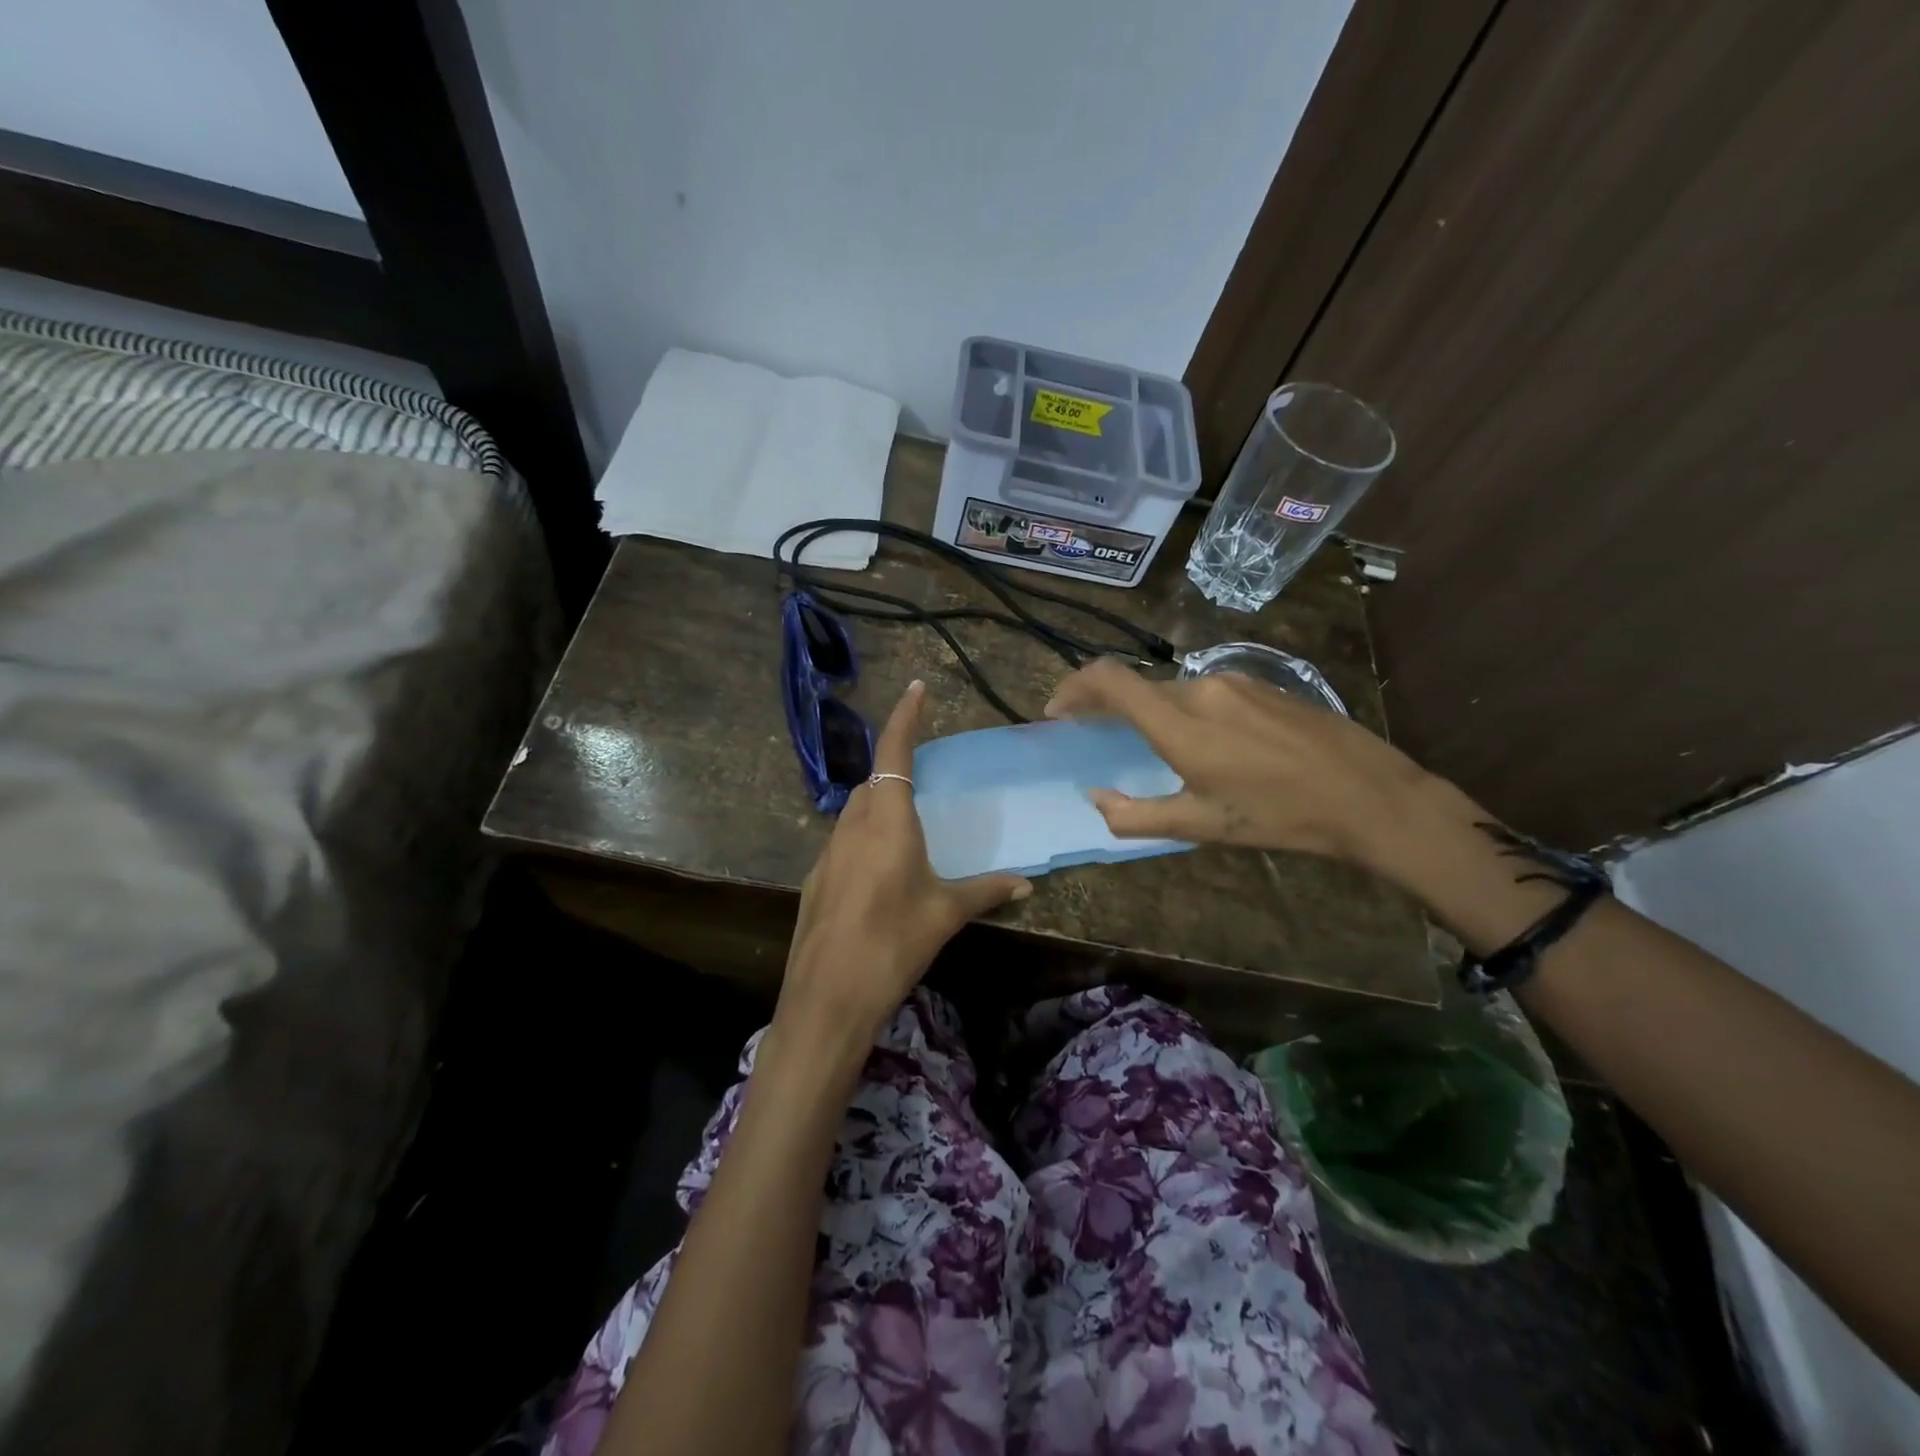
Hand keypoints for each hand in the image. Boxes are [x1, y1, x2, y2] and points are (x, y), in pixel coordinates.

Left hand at [777, 680, 1031, 1047]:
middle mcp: (852, 825)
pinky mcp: (815, 879)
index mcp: (887, 821)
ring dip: (878, 807)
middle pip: (874, 782)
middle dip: (895, 771)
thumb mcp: (945, 914)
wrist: (828, 997)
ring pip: (855, 811)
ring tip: (907, 831)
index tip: (916, 689)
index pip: (894, 752)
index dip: (904, 717)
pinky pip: (842, 842)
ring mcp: (827, 852)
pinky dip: (863, 839)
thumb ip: (985, 892)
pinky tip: (879, 875)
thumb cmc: (893, 943)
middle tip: (924, 782)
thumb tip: (1024, 884)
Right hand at [1044, 658, 1438, 871]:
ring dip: (1150, 712)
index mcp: (1179, 723)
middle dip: (1107, 707)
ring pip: (1173, 690)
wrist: (1369, 796)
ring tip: (1154, 747)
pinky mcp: (1264, 685)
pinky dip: (1186, 711)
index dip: (1072, 688)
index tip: (1057, 713)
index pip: (1109, 680)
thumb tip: (1095, 797)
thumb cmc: (1278, 817)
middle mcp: (1202, 689)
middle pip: (1138, 686)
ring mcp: (1236, 682)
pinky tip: (1207, 743)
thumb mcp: (1200, 827)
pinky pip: (1207, 692)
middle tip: (1095, 736)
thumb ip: (1134, 815)